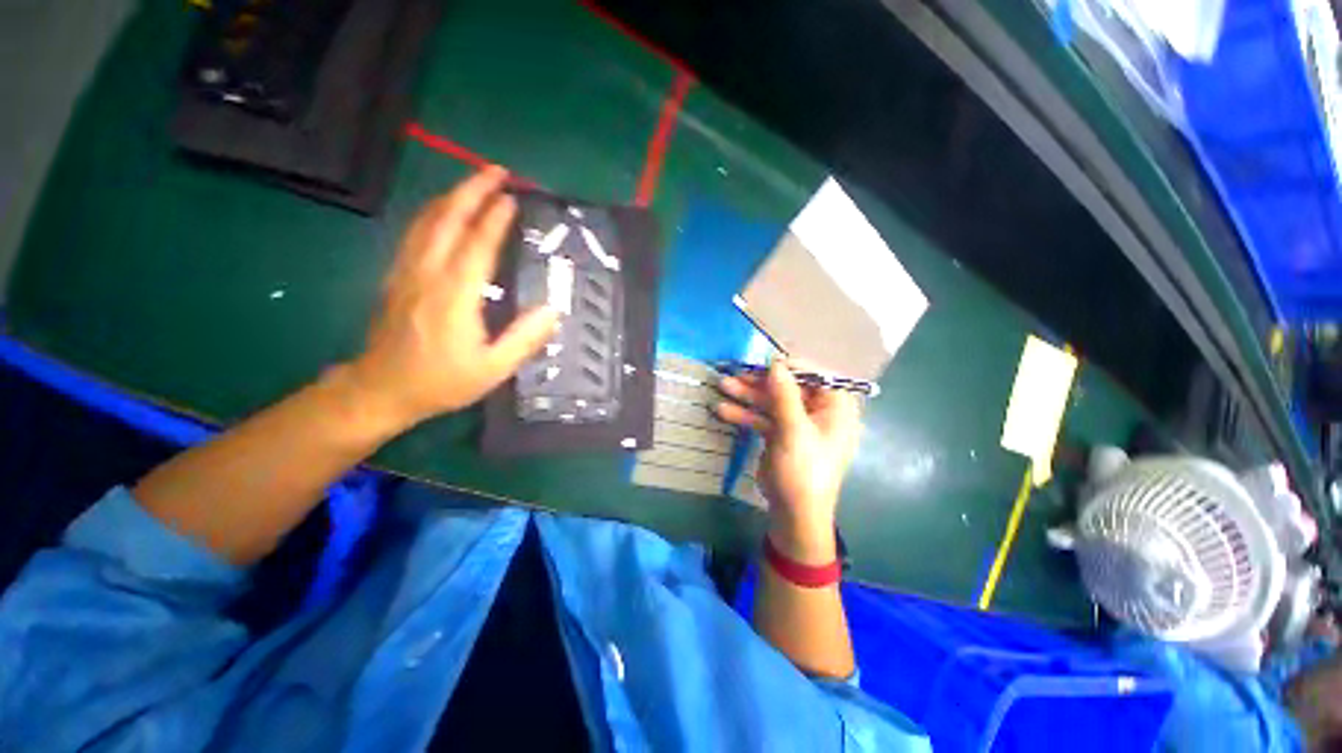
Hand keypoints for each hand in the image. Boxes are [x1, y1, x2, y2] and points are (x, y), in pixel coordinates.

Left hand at [344, 167, 558, 431]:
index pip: (477, 244)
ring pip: (426, 220)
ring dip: (452, 196)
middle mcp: (427, 273)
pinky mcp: (396, 276)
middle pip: (447, 219)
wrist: (380, 390)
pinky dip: (434, 213)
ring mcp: (406, 271)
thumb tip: (553, 309)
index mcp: (454, 295)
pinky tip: (444, 212)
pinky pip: (416, 233)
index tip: (513, 197)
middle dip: (471, 190)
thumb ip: (524, 339)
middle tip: (496, 171)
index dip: (496, 218)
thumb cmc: (441, 382)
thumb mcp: (493, 370)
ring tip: (475, 183)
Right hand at [716, 361, 861, 562]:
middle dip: (760, 383)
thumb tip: (776, 362)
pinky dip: (745, 413)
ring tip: (722, 386)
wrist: (794, 513)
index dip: (789, 368)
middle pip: (788, 388)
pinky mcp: (781, 435)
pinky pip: (763, 418)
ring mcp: (797, 424)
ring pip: (772, 402)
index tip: (763, 364)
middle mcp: (818, 412)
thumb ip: (785, 394)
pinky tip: (723, 409)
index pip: (815, 376)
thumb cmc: (804, 469)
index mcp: (835, 408)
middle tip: (734, 375)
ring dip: (747, 396)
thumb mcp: (794, 430)